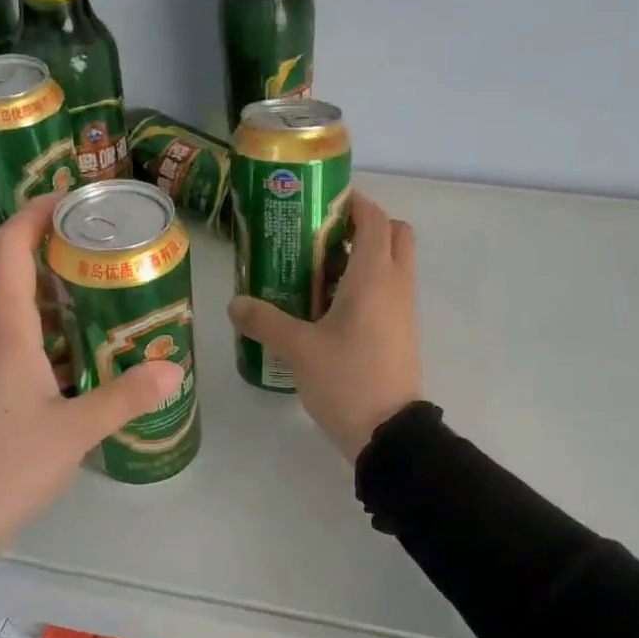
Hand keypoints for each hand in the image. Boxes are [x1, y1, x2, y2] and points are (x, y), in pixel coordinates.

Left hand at [0, 194, 183, 556]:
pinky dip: (35, 348)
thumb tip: (173, 369)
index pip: (10, 249)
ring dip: (51, 315)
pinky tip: (65, 378)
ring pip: (10, 323)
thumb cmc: (2, 468)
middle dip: (60, 270)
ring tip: (99, 325)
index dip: (36, 214)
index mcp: (3, 333)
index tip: (71, 201)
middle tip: (109, 273)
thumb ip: (125, 398)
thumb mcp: (73, 435)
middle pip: (15, 283)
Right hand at [227, 191, 420, 461]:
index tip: (320, 203)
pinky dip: (367, 285)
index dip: (353, 203)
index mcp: (374, 277)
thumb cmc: (348, 380)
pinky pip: (389, 292)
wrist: (389, 434)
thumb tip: (235, 303)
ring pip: (394, 264)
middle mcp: (396, 285)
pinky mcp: (401, 333)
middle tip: (323, 238)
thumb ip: (265, 321)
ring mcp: (403, 310)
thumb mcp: (299, 350)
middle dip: (364, 226)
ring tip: (317, 272)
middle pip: (394, 234)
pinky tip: (328, 307)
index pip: (375, 218)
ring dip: (364, 257)